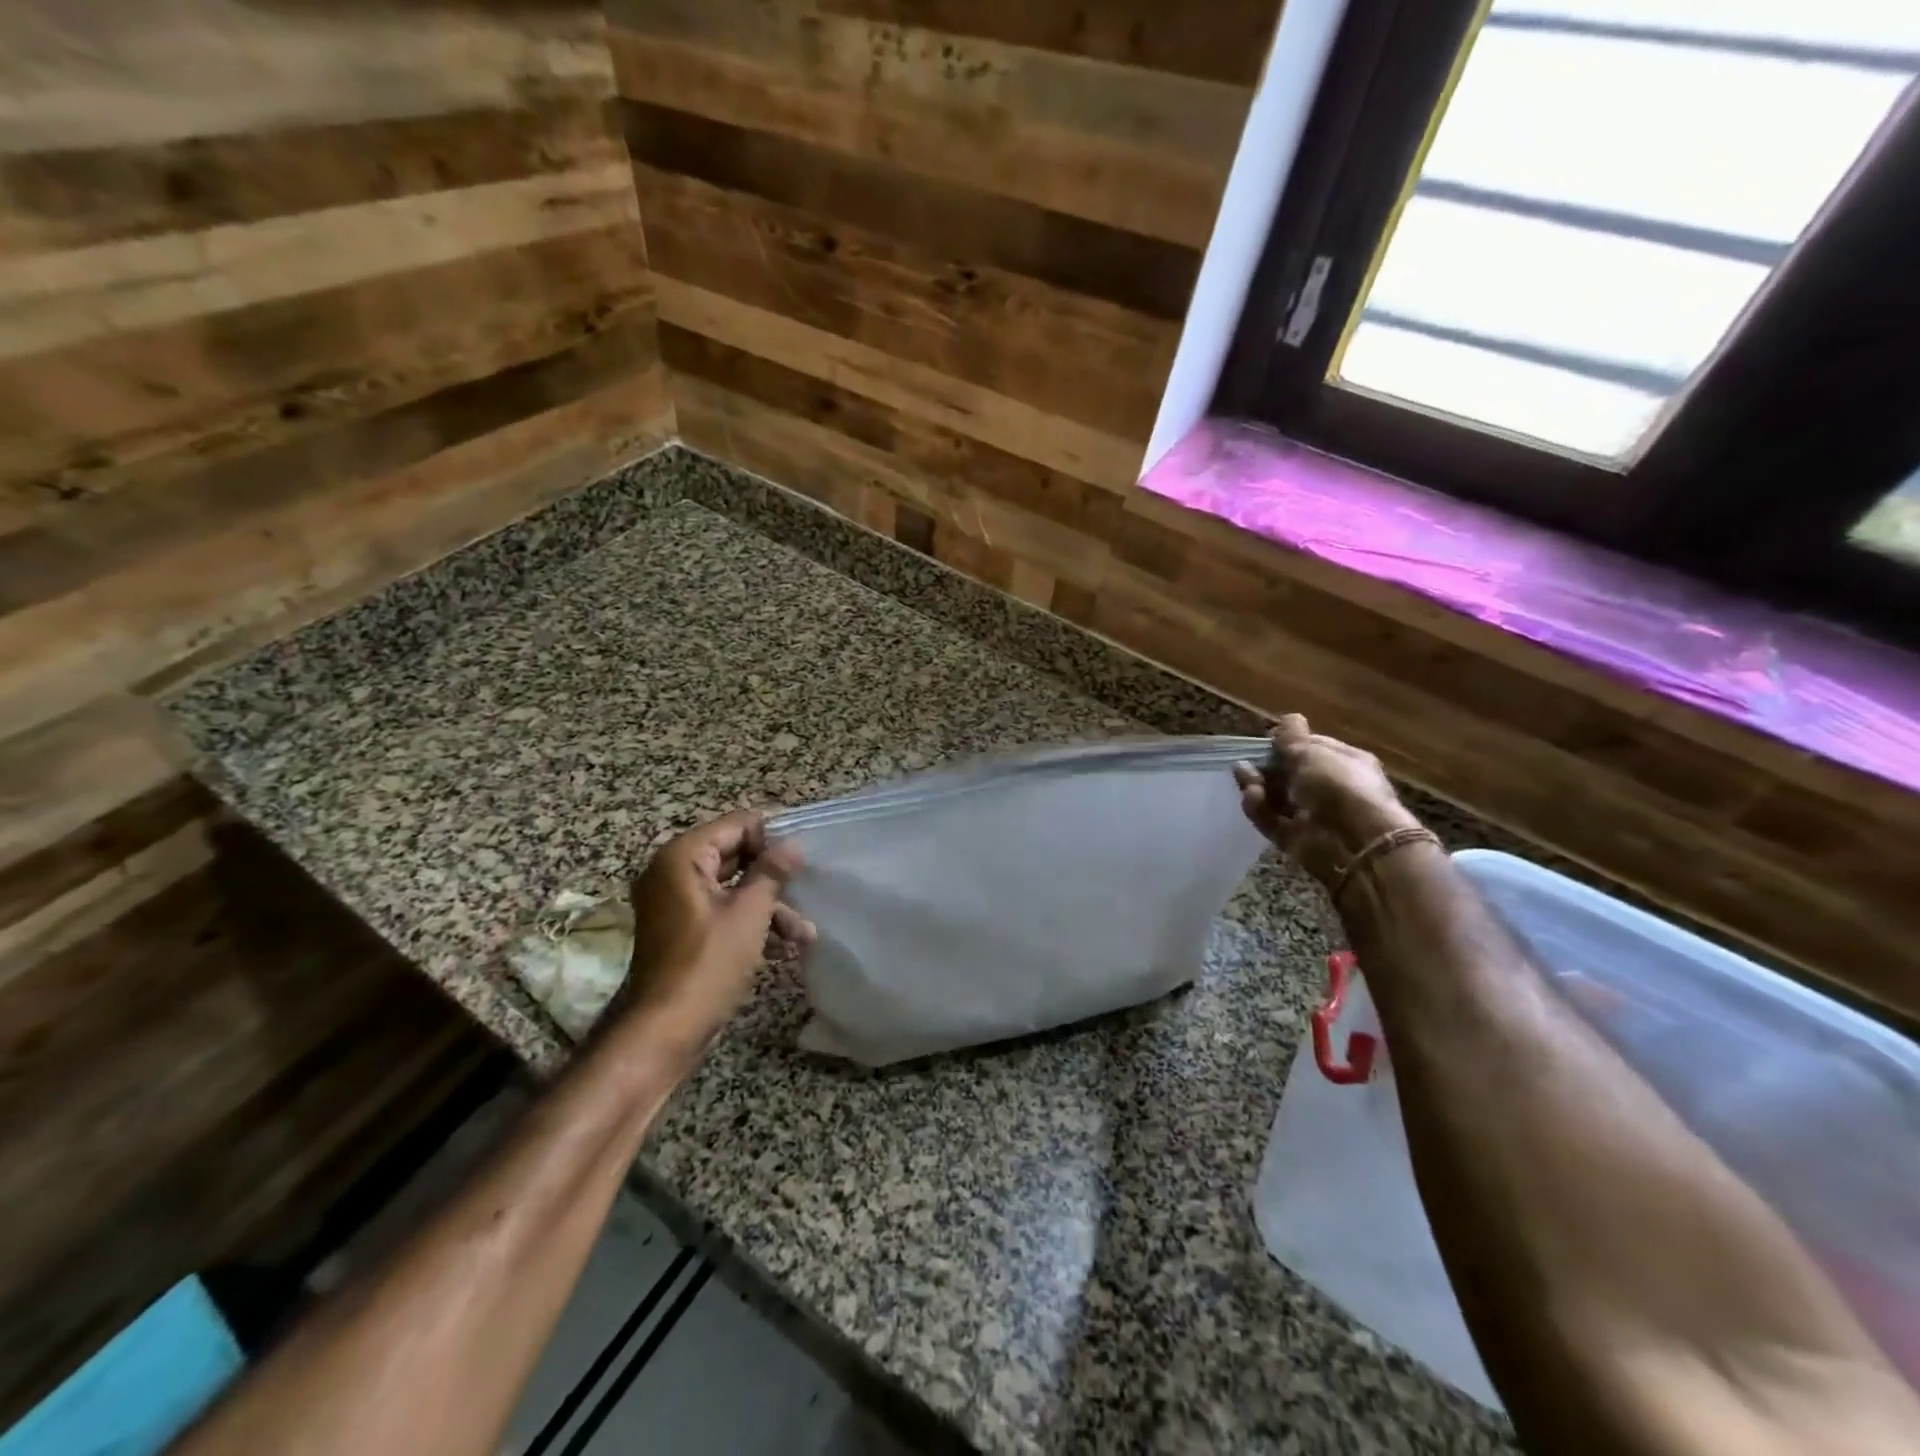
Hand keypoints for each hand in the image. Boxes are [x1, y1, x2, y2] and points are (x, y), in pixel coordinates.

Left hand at [619, 811, 814, 1052]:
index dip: (773, 836)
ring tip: (804, 931)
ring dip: (768, 904)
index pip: (736, 825)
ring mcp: (674, 902)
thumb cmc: (708, 964)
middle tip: (808, 885)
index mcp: (682, 857)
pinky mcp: (681, 929)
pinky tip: (784, 944)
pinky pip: (721, 909)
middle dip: (773, 874)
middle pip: (734, 854)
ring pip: (732, 886)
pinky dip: (750, 920)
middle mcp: (672, 871)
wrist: (663, 1031)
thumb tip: (793, 845)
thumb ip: (772, 872)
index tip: (805, 854)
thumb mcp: (749, 914)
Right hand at [1233, 715, 1420, 889]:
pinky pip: (1271, 820)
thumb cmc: (1339, 786)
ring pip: (1276, 797)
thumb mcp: (1312, 752)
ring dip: (1257, 786)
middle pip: (1289, 774)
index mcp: (1345, 762)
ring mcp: (1312, 815)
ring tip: (1244, 779)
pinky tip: (1251, 797)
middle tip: (1246, 762)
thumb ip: (1292, 737)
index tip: (1265, 741)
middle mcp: (1330, 788)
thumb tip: (1287, 719)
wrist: (1354, 843)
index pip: (1312, 747)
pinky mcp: (1295, 839)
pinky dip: (1258, 808)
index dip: (1287, 743)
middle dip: (1266, 766)